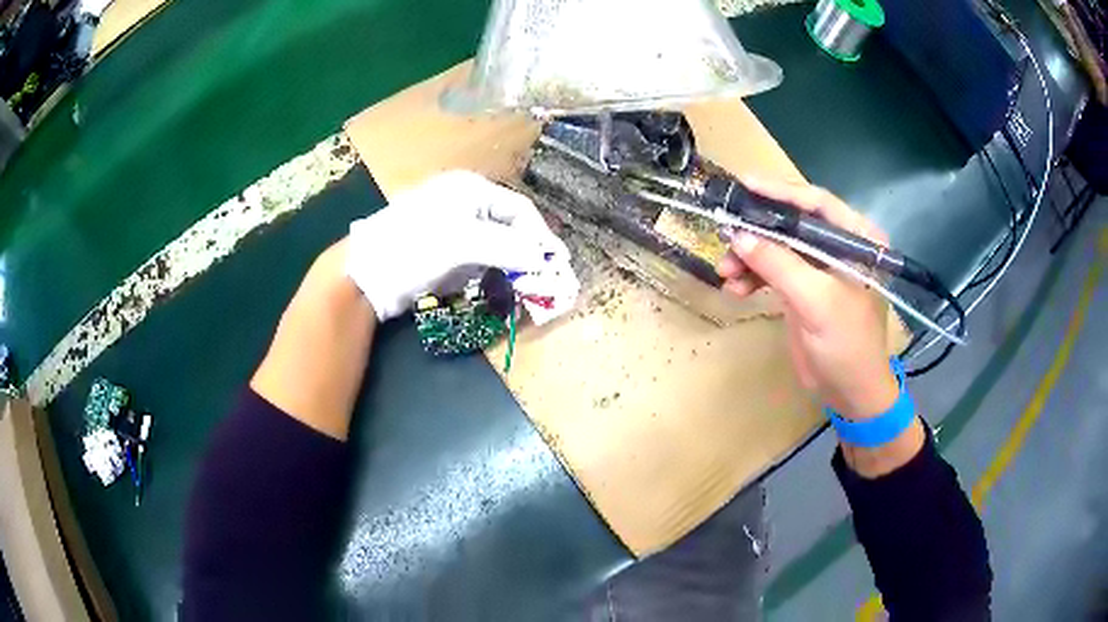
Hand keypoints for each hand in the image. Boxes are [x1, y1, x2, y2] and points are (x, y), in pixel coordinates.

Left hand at [347, 170, 568, 320]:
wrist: (366, 272)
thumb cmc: (414, 246)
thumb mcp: (463, 243)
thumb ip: (507, 248)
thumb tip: (544, 259)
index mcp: (471, 189)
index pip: (520, 210)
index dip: (540, 236)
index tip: (555, 263)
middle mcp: (465, 203)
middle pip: (509, 226)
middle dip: (527, 253)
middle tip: (542, 278)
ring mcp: (453, 227)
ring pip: (495, 245)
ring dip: (510, 265)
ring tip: (523, 286)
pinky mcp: (443, 251)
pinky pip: (478, 259)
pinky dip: (491, 273)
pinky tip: (497, 287)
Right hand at [717, 177, 898, 420]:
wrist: (850, 394)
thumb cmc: (848, 345)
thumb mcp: (816, 301)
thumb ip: (779, 264)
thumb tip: (739, 235)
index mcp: (857, 239)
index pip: (816, 203)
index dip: (780, 192)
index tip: (744, 184)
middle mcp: (839, 246)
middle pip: (792, 223)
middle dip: (758, 231)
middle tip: (725, 233)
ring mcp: (819, 268)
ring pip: (777, 248)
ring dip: (749, 258)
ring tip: (725, 272)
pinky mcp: (804, 289)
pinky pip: (773, 271)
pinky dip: (753, 277)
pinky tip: (736, 289)